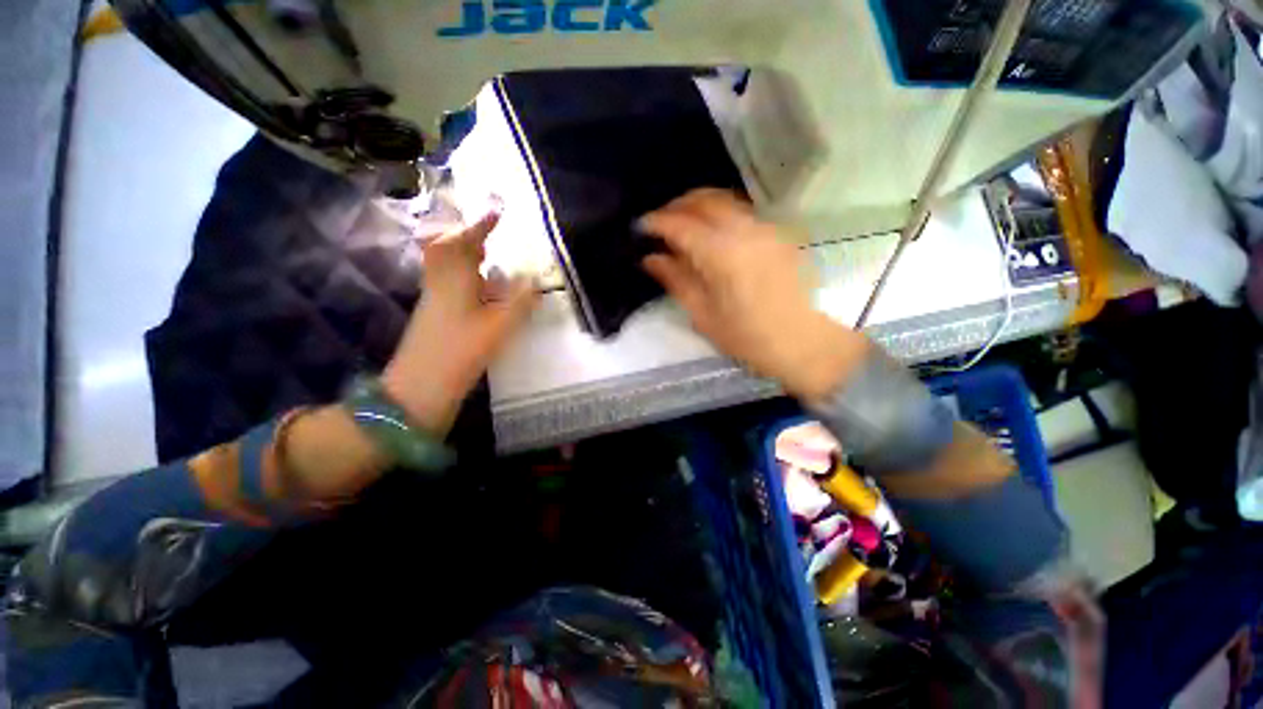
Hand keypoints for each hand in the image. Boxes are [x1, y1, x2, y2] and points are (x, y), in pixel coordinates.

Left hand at [382, 210, 537, 433]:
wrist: (422, 383)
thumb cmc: (462, 350)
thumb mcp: (500, 326)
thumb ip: (522, 302)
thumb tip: (539, 282)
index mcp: (455, 279)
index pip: (465, 241)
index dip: (481, 224)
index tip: (497, 210)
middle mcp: (440, 282)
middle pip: (447, 248)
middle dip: (467, 235)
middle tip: (489, 232)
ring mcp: (434, 298)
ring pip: (446, 265)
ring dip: (465, 254)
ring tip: (488, 254)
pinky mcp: (434, 313)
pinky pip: (448, 281)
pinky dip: (464, 274)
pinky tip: (480, 287)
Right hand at [640, 189, 867, 401]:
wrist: (814, 345)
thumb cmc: (753, 339)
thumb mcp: (706, 316)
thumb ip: (677, 281)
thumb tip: (651, 259)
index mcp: (723, 253)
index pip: (681, 224)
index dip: (656, 222)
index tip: (639, 227)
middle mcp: (746, 230)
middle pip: (705, 199)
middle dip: (677, 205)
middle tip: (659, 223)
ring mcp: (767, 228)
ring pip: (726, 200)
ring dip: (699, 205)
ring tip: (683, 225)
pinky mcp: (781, 234)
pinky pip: (743, 212)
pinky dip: (720, 213)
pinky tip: (712, 233)